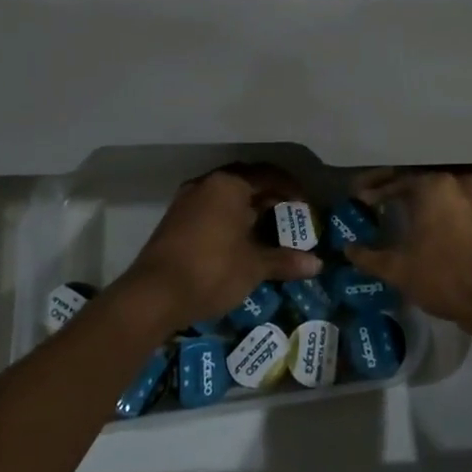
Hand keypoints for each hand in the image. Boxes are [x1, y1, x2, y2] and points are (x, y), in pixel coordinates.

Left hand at [120, 166, 319, 330]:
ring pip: (226, 196)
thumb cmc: (212, 271)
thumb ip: (285, 260)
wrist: (153, 295)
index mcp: (229, 185)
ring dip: (248, 208)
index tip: (306, 207)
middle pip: (247, 181)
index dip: (292, 189)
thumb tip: (317, 264)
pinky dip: (229, 218)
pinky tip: (239, 240)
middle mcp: (207, 184)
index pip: (269, 175)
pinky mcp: (175, 220)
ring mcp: (187, 200)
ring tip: (267, 229)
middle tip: (289, 216)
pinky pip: (211, 209)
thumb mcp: (254, 266)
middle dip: (270, 197)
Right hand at [347, 170, 471, 341]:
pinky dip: (451, 211)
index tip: (361, 199)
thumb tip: (348, 249)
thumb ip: (369, 257)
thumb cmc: (445, 279)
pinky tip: (441, 228)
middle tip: (382, 201)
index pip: (398, 179)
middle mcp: (462, 182)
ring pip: (448, 191)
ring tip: (410, 213)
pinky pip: (468, 205)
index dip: (376, 190)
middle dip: (401, 190)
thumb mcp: (399, 270)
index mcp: (435, 186)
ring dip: (428, 199)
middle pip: (424, 179)